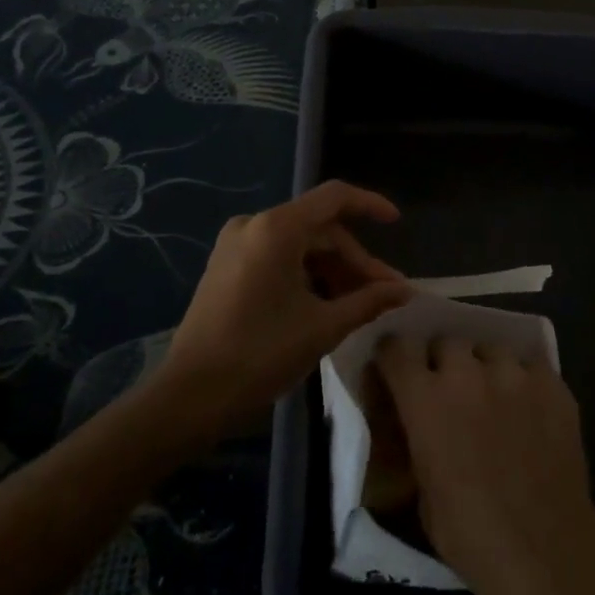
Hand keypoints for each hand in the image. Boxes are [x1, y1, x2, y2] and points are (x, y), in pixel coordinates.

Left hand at [159, 181, 411, 435]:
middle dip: (354, 260)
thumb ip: (368, 301)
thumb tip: (405, 290)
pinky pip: (278, 257)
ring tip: (358, 305)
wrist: (189, 396)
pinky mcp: (226, 265)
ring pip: (300, 245)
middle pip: (320, 228)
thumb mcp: (323, 327)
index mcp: (277, 229)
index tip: (396, 224)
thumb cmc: (260, 355)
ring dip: (332, 271)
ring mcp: (236, 244)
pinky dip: (306, 274)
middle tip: (384, 294)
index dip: (370, 205)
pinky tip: (324, 304)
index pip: (334, 198)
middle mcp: (254, 224)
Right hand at [375, 335, 594, 594]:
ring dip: (485, 368)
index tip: (397, 368)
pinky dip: (524, 381)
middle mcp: (466, 373)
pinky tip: (530, 409)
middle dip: (444, 362)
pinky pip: (530, 366)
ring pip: (490, 349)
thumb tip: (419, 428)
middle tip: (452, 391)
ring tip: (495, 397)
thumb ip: (418, 443)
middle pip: (447, 342)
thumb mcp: (422, 491)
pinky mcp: (551, 383)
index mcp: (425, 399)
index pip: (397, 348)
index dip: (395, 356)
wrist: (544, 549)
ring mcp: (513, 373)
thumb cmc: (471, 535)